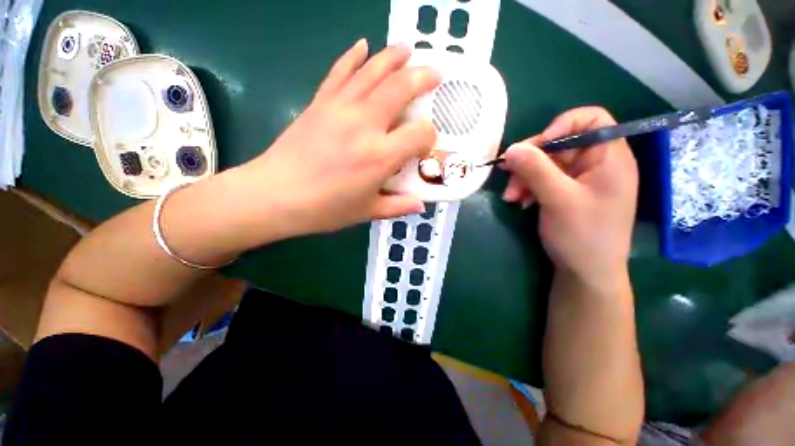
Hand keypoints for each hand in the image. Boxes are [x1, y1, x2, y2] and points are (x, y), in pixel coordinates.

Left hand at [237, 40, 440, 237]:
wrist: (276, 195)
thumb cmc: (326, 208)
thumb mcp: (367, 211)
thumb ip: (398, 206)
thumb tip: (421, 205)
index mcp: (381, 156)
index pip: (419, 133)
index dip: (428, 136)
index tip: (425, 143)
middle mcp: (365, 125)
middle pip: (400, 88)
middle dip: (423, 78)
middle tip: (435, 74)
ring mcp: (340, 108)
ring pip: (373, 71)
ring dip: (394, 57)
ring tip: (408, 51)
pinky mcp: (320, 102)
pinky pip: (340, 71)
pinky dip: (353, 56)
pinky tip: (362, 44)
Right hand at [501, 107, 637, 285]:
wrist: (586, 273)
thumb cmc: (583, 235)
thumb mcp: (558, 200)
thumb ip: (535, 170)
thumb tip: (510, 148)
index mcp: (609, 157)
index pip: (591, 119)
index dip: (561, 126)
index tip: (535, 147)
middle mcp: (596, 163)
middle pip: (560, 143)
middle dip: (531, 160)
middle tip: (510, 177)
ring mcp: (580, 179)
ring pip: (546, 163)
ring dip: (524, 177)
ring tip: (512, 197)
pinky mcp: (566, 192)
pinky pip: (543, 179)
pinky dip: (528, 188)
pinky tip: (520, 202)